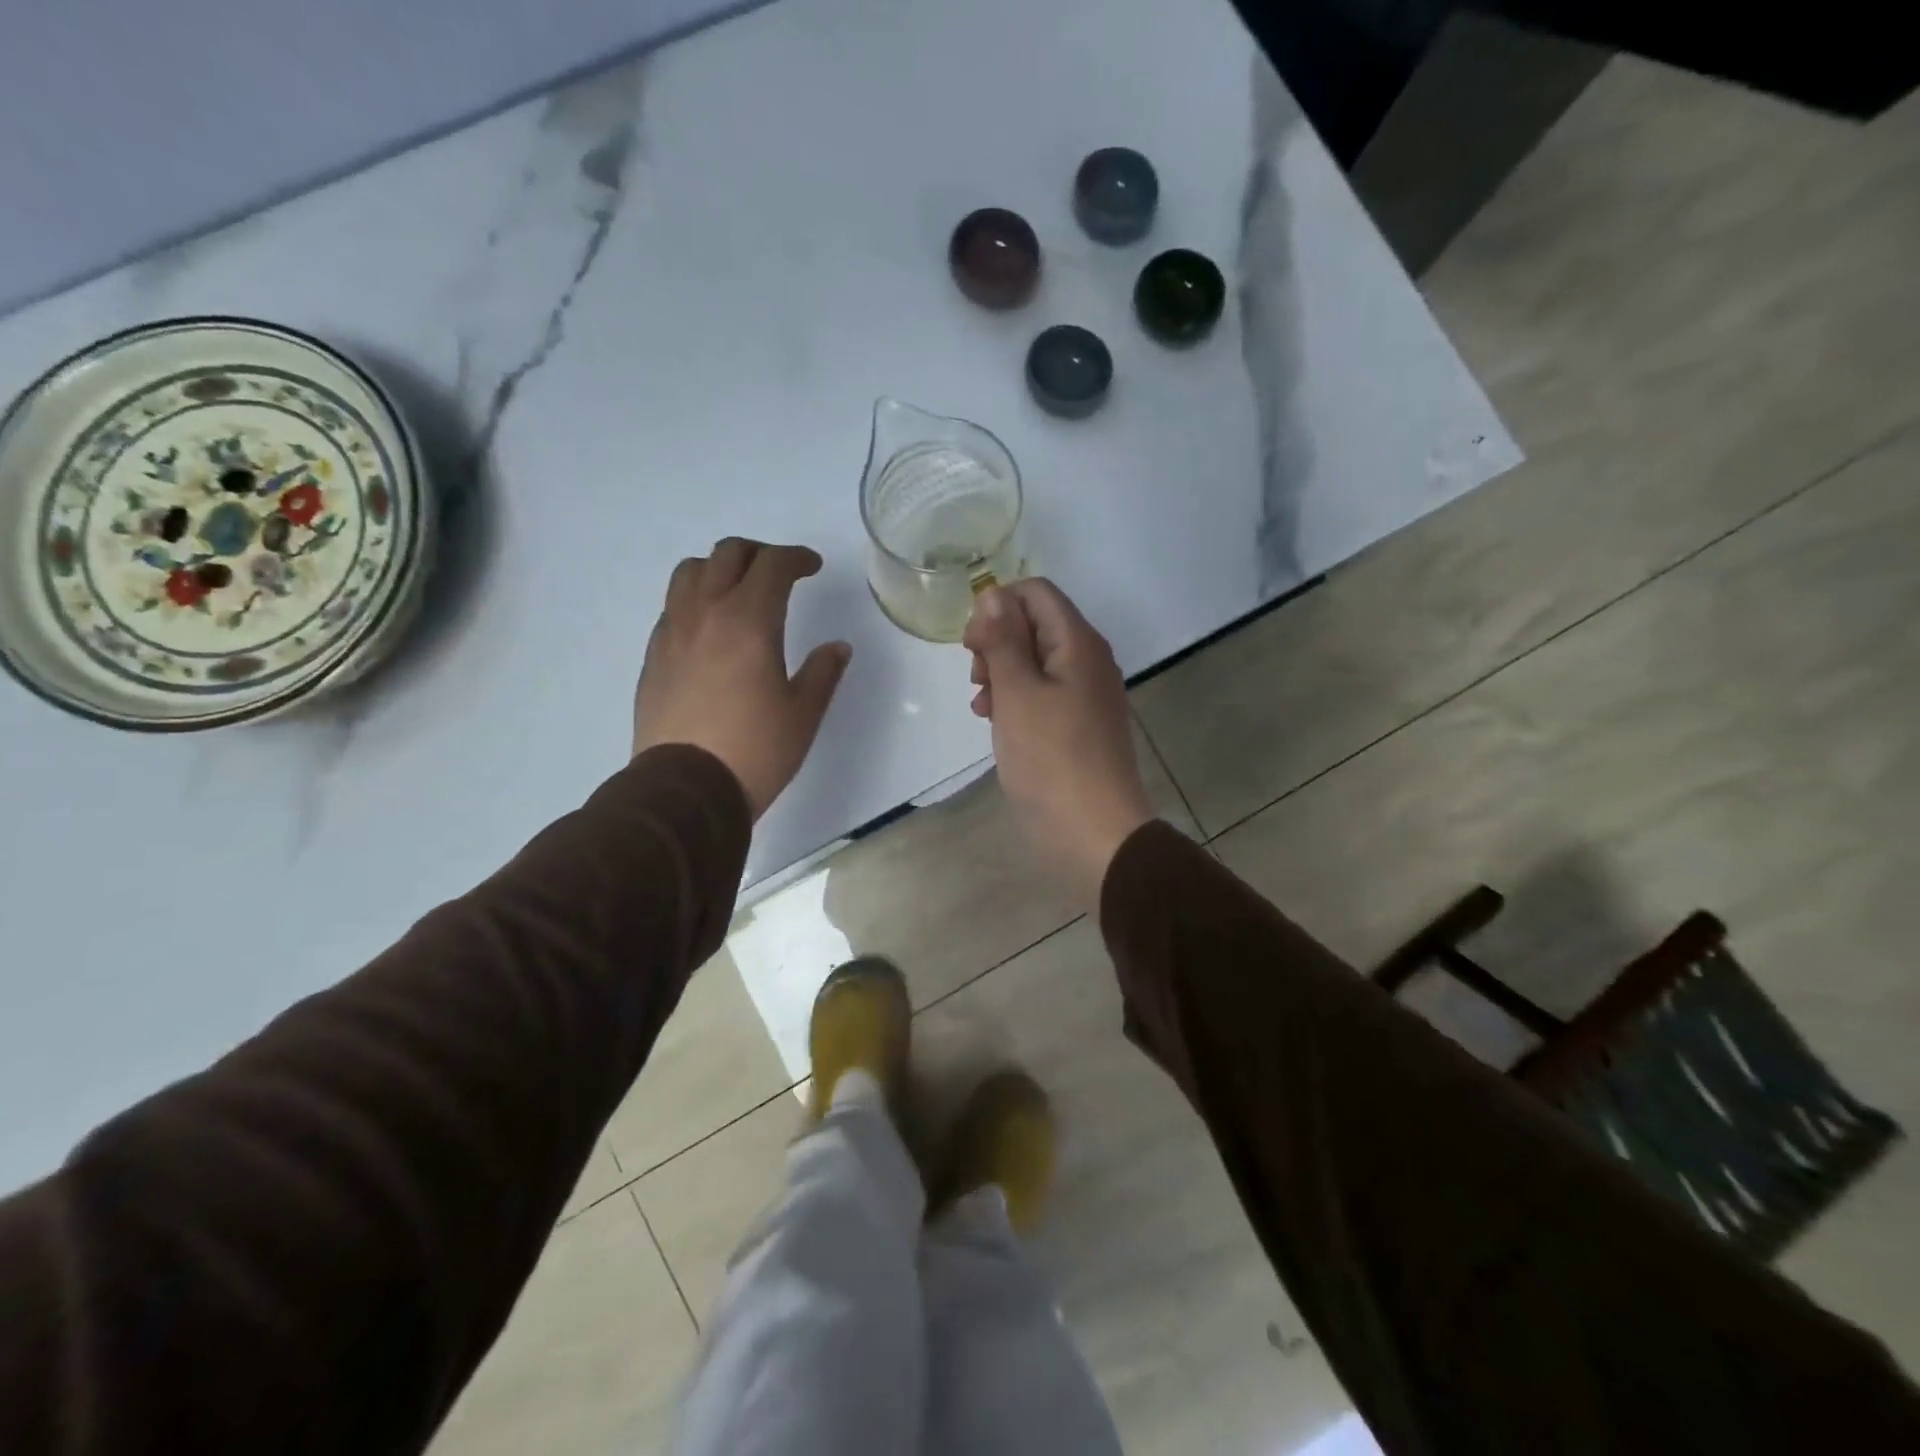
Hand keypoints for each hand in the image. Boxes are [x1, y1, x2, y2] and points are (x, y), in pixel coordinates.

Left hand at [634, 539, 850, 818]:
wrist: (686, 789)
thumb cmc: (755, 750)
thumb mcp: (803, 713)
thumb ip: (823, 672)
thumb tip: (837, 647)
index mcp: (749, 620)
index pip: (773, 564)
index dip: (797, 558)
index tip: (813, 567)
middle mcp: (706, 613)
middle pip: (727, 554)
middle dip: (759, 554)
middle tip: (780, 574)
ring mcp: (672, 632)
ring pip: (690, 572)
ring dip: (719, 569)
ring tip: (738, 591)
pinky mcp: (653, 656)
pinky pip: (672, 607)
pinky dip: (695, 600)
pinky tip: (710, 630)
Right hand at [964, 580, 1153, 902]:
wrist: (1095, 833)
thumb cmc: (1051, 760)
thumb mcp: (1018, 694)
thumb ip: (1003, 640)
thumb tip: (993, 593)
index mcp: (1078, 643)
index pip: (1035, 593)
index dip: (997, 607)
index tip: (972, 646)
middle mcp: (1088, 660)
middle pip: (1035, 624)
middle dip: (997, 642)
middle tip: (977, 678)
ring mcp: (1086, 694)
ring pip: (1035, 661)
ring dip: (1002, 673)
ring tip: (982, 705)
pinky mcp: (1079, 724)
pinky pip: (1043, 694)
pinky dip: (1016, 699)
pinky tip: (995, 722)